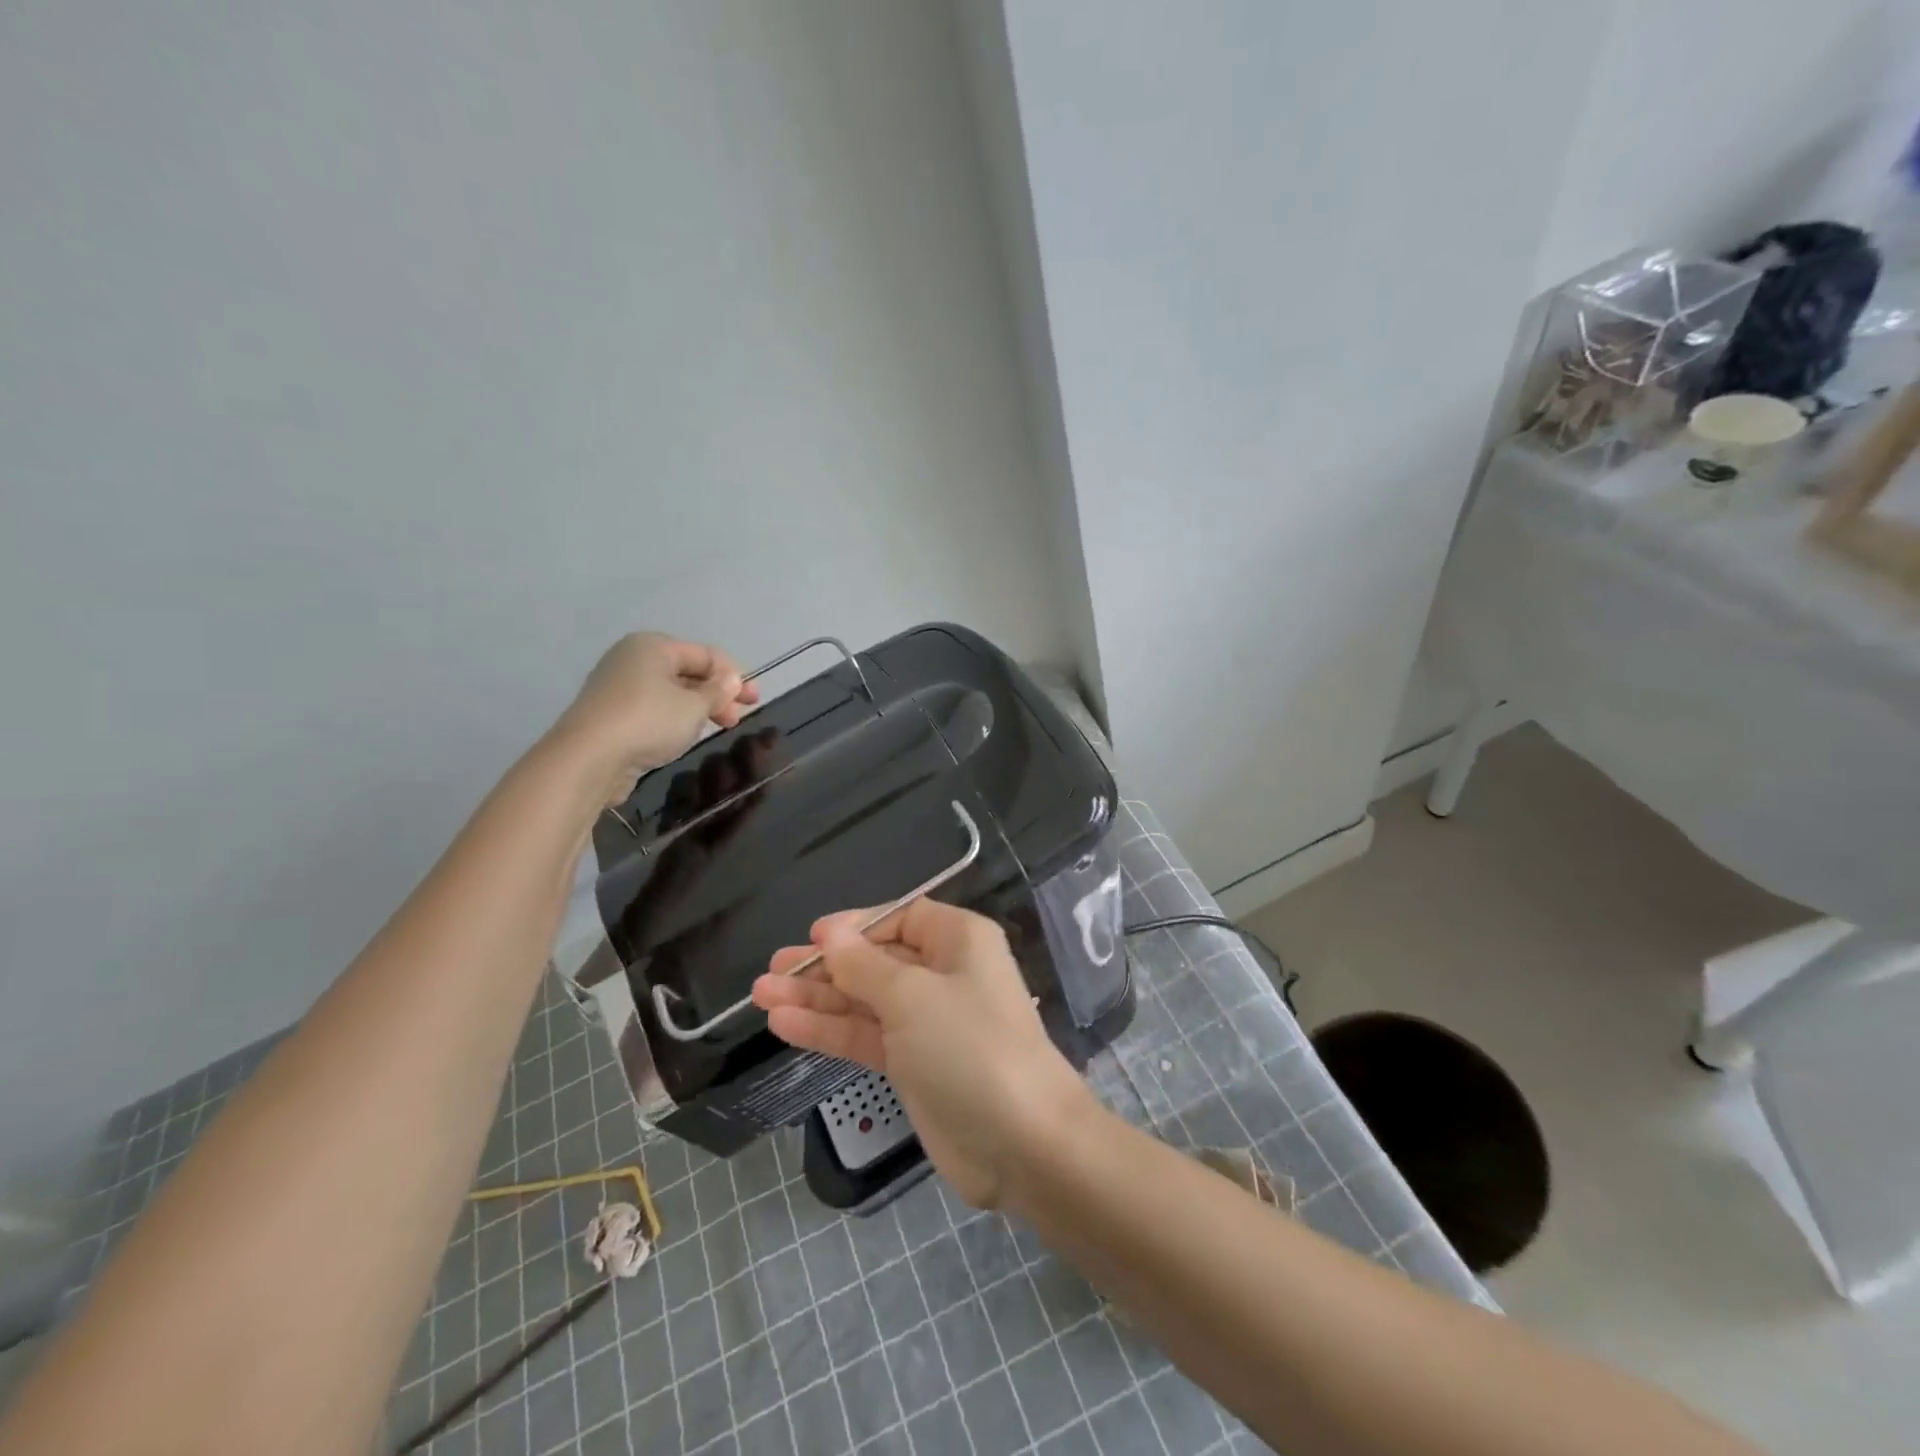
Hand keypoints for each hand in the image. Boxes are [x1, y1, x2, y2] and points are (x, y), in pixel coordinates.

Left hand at [554, 633, 759, 806]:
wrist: (589, 758)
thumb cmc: (649, 721)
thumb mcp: (694, 707)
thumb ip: (717, 692)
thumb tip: (732, 679)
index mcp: (653, 646)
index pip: (705, 654)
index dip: (733, 675)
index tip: (753, 699)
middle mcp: (633, 659)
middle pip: (687, 672)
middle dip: (717, 693)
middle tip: (740, 716)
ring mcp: (618, 687)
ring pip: (670, 693)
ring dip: (698, 708)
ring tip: (718, 726)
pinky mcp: (611, 715)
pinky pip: (653, 709)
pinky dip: (675, 719)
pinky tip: (687, 734)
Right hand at [751, 900, 1093, 1207]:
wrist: (1022, 1142)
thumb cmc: (969, 1046)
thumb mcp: (912, 995)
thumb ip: (864, 965)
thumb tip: (832, 932)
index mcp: (958, 941)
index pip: (901, 918)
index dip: (856, 925)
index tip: (813, 937)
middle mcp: (944, 974)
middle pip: (876, 960)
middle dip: (825, 966)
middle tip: (770, 971)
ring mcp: (929, 1023)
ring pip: (865, 1000)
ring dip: (817, 999)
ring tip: (761, 996)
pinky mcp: (915, 1065)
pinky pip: (867, 1037)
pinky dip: (830, 1031)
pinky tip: (785, 1025)